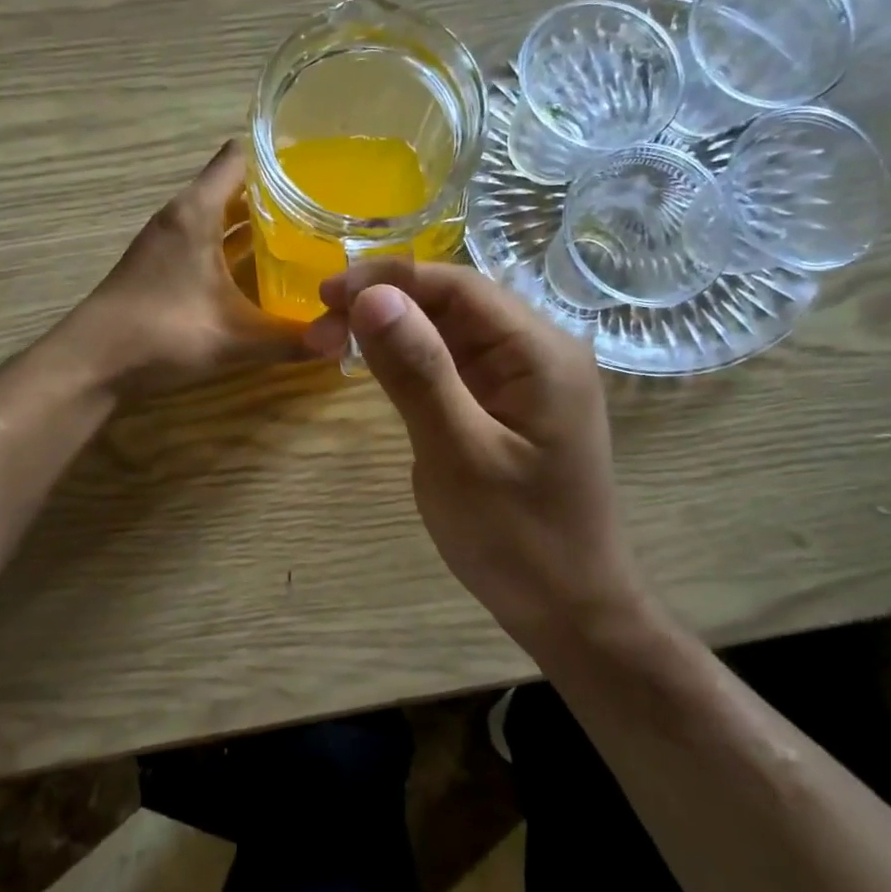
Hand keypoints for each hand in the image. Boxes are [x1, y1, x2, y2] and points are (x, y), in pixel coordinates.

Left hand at [65, 140, 314, 394]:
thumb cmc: (162, 334)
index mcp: (197, 212)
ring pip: (219, 217)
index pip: (239, 158)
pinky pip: (206, 241)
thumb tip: (343, 340)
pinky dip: (233, 248)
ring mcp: (167, 242)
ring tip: (305, 234)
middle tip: (326, 206)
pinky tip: (262, 272)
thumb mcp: (235, 339)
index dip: (278, 156)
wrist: (92, 364)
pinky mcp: (161, 266)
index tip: (321, 167)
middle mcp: (181, 216)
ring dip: (255, 223)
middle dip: (277, 194)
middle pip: (233, 187)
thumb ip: (291, 339)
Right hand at [305, 261, 646, 646]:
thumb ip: (418, 371)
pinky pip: (457, 366)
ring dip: (393, 332)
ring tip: (332, 345)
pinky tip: (377, 368)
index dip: (388, 280)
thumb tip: (372, 295)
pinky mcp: (510, 407)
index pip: (457, 285)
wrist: (572, 611)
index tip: (324, 295)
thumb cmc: (518, 539)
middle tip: (318, 331)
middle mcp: (539, 352)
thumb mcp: (458, 454)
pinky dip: (413, 363)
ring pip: (451, 333)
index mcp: (540, 352)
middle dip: (384, 306)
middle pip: (454, 304)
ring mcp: (526, 381)